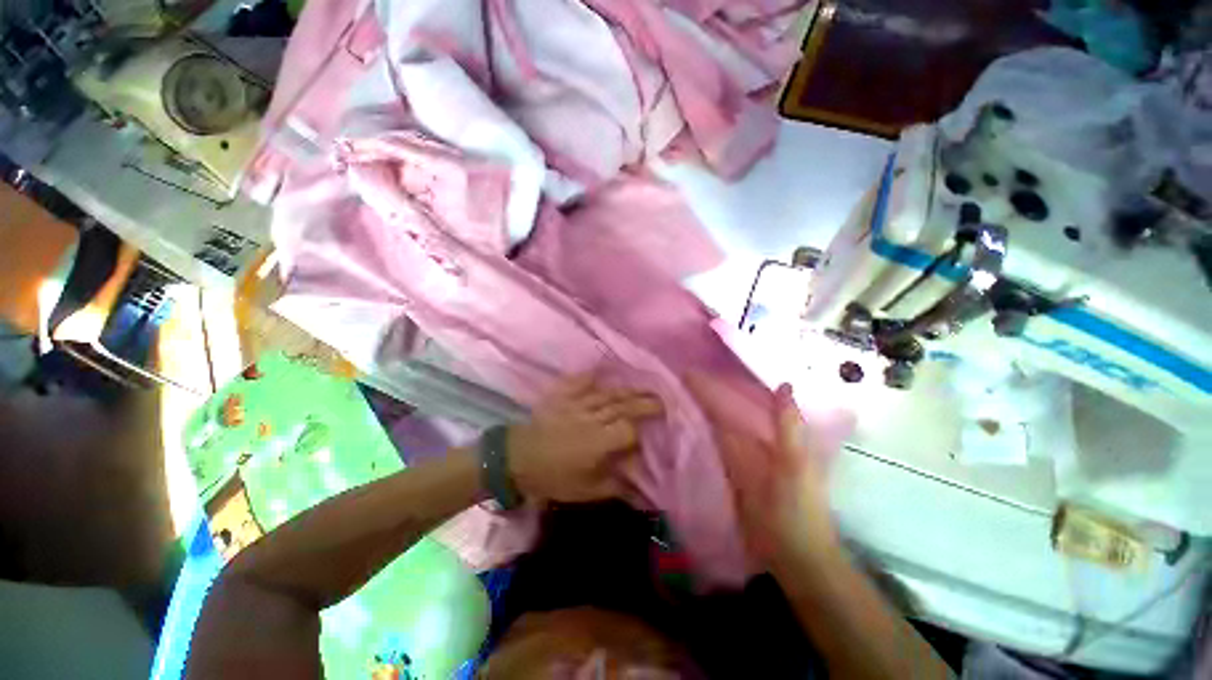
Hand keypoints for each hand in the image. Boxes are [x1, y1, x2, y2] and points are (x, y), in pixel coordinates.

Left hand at [507, 373, 662, 502]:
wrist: (516, 459)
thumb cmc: (551, 477)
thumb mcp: (585, 491)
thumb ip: (615, 487)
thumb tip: (640, 487)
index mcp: (597, 442)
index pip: (628, 429)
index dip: (640, 430)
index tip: (651, 432)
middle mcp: (590, 417)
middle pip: (622, 405)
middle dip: (644, 402)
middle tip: (662, 398)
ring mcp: (575, 403)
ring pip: (607, 393)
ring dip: (626, 390)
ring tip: (643, 386)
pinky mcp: (561, 396)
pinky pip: (578, 382)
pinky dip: (590, 376)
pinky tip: (601, 370)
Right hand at [686, 376, 843, 568]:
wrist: (793, 556)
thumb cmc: (798, 507)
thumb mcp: (795, 463)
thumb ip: (788, 427)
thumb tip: (784, 383)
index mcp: (768, 435)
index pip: (737, 403)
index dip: (717, 387)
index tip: (689, 372)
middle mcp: (750, 443)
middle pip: (721, 414)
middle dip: (700, 398)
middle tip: (669, 382)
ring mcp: (735, 461)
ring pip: (712, 431)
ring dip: (693, 417)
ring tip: (666, 400)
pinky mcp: (726, 479)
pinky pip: (708, 453)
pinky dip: (694, 441)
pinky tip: (675, 431)